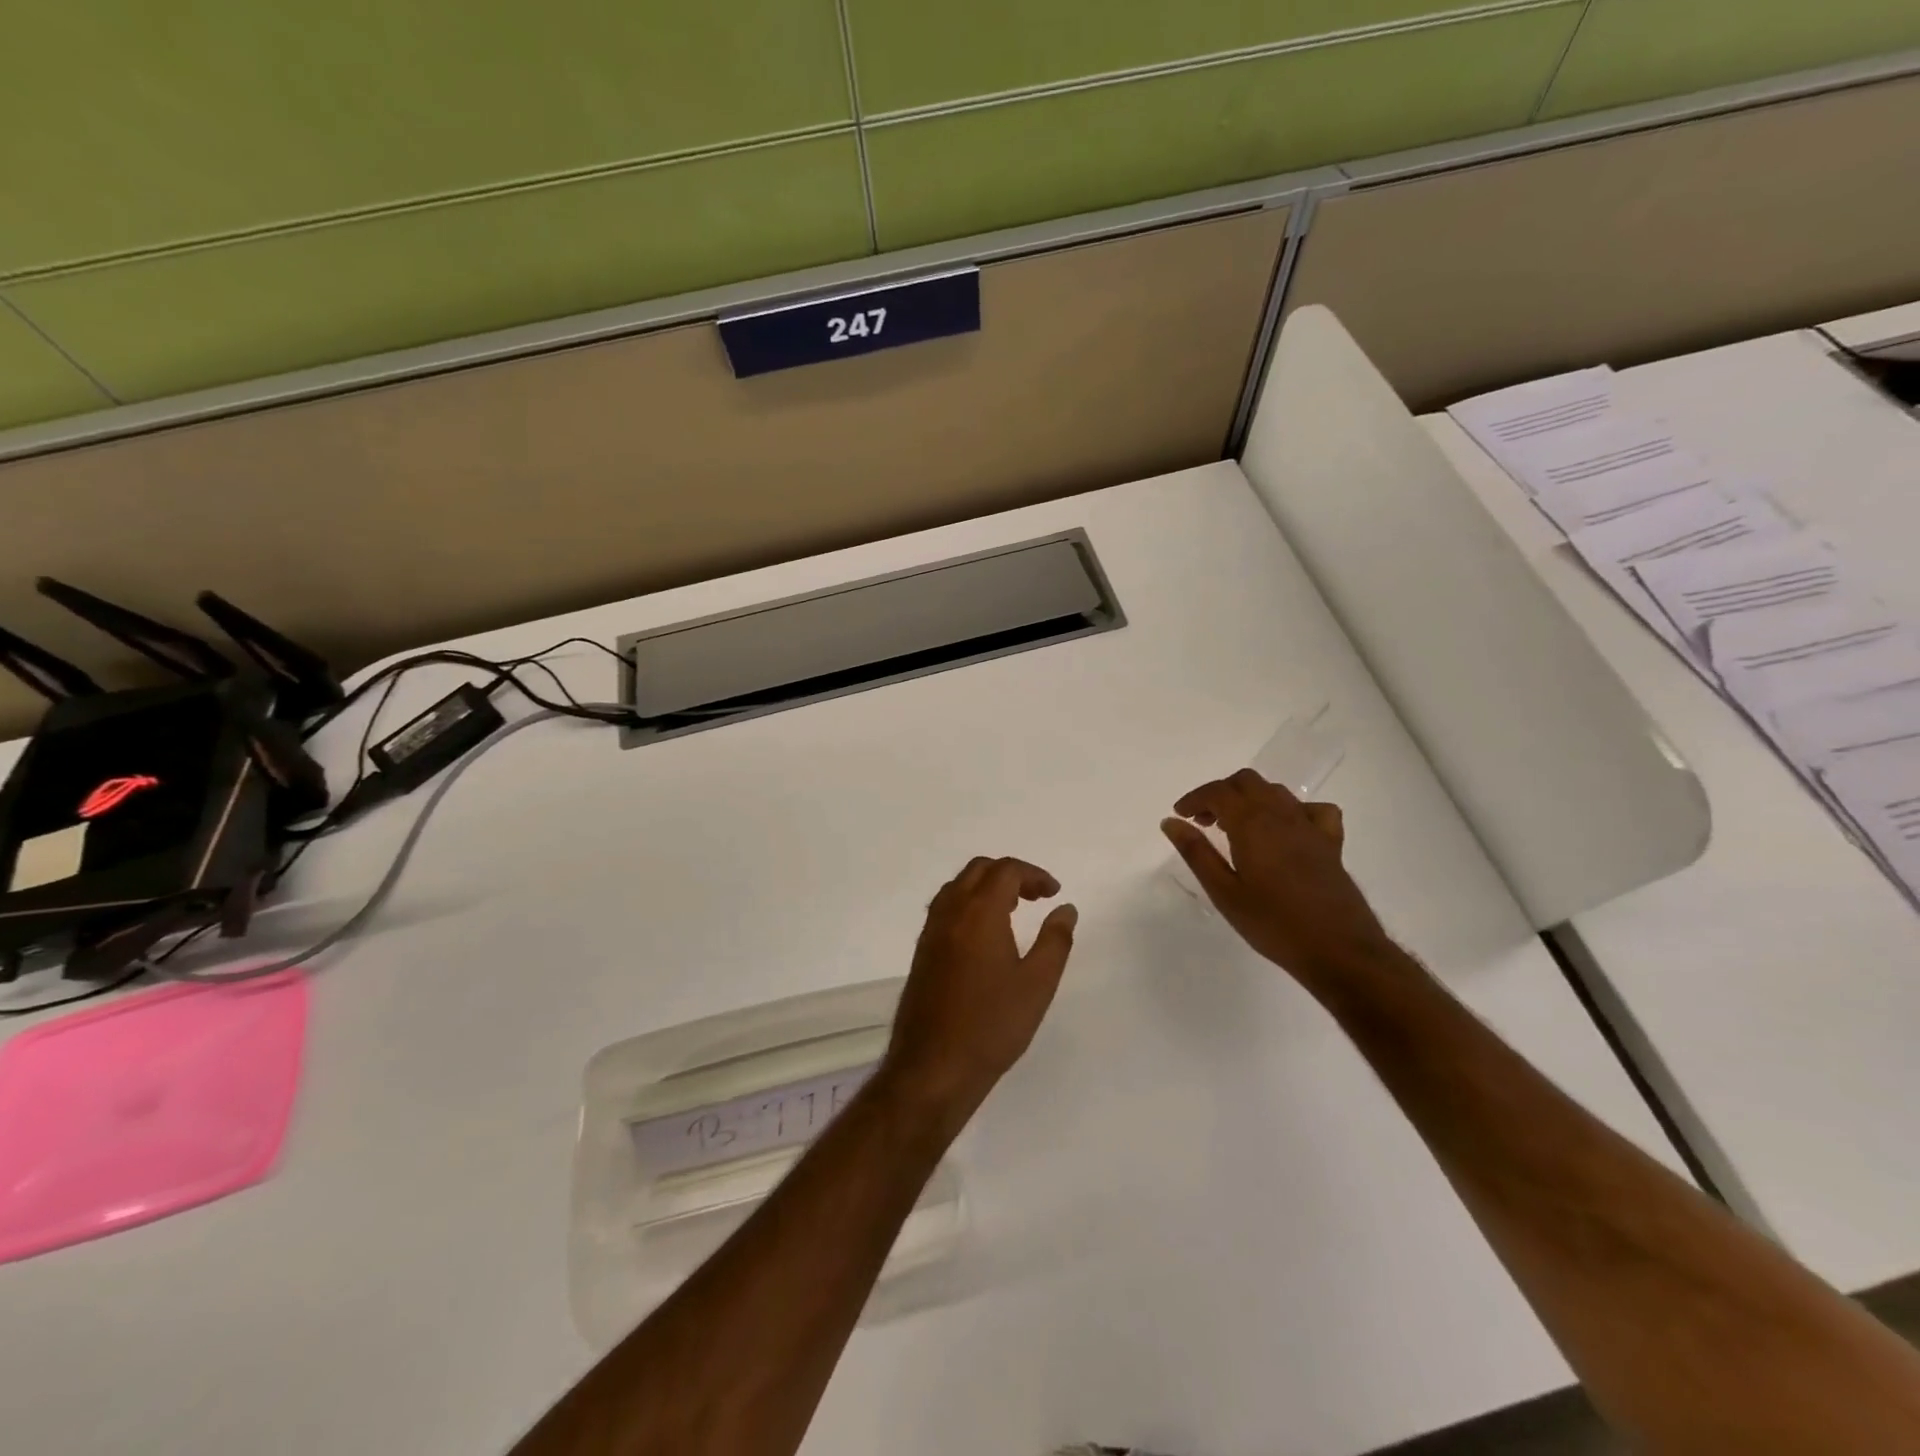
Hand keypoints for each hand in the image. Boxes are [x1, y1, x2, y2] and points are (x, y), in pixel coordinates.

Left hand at [881, 857, 1077, 1129]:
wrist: (933, 1067)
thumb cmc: (992, 1025)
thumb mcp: (1037, 984)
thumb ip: (1055, 940)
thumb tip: (1066, 909)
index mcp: (978, 913)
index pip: (1006, 870)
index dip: (1034, 874)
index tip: (1054, 893)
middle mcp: (950, 912)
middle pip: (979, 870)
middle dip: (1010, 874)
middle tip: (1036, 897)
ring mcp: (931, 931)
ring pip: (958, 886)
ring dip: (987, 886)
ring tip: (1013, 911)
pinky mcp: (922, 951)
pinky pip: (946, 907)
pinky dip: (969, 903)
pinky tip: (985, 935)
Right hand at [1162, 770, 1394, 992]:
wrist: (1339, 950)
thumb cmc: (1273, 924)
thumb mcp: (1224, 892)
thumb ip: (1196, 852)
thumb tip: (1171, 822)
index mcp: (1251, 824)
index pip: (1217, 792)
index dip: (1194, 798)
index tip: (1180, 816)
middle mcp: (1281, 815)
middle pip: (1246, 782)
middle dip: (1220, 793)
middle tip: (1203, 821)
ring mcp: (1310, 826)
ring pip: (1276, 791)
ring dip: (1250, 799)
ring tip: (1235, 827)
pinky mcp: (1331, 843)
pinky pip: (1313, 809)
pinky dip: (1293, 810)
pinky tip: (1285, 830)